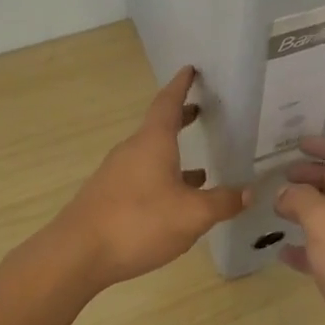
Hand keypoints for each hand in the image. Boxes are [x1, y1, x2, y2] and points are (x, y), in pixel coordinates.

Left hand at [56, 66, 248, 289]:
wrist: (77, 254)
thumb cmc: (139, 222)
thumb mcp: (192, 215)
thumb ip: (222, 202)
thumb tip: (248, 192)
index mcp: (153, 143)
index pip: (168, 103)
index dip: (181, 86)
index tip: (190, 70)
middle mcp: (132, 151)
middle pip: (158, 127)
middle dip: (180, 119)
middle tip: (201, 112)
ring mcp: (116, 174)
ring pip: (151, 155)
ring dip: (174, 155)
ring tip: (201, 169)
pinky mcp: (109, 197)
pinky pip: (142, 178)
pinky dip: (163, 179)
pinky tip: (175, 203)